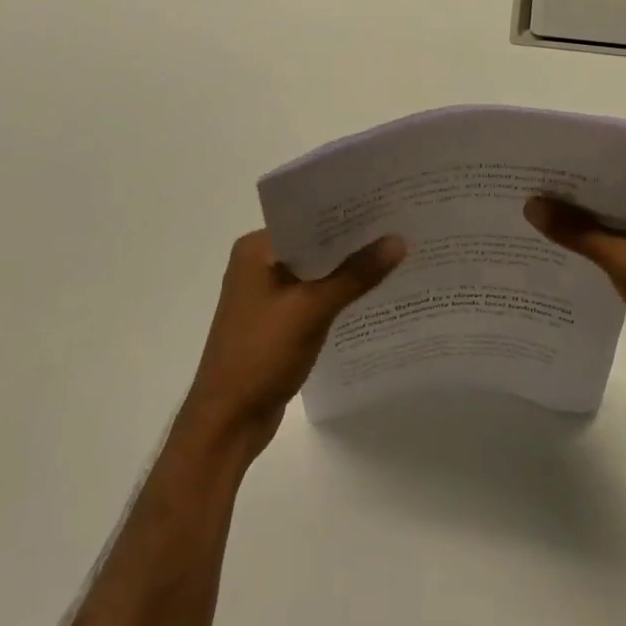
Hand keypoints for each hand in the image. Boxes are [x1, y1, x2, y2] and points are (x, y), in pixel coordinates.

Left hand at [182, 229, 405, 458]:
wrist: (227, 423)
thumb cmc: (261, 354)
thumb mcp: (312, 309)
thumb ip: (355, 274)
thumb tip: (398, 240)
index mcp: (256, 248)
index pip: (307, 217)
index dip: (346, 211)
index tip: (385, 202)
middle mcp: (257, 263)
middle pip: (313, 243)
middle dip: (351, 240)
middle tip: (399, 225)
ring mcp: (265, 294)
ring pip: (314, 271)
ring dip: (346, 268)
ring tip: (394, 253)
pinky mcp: (275, 320)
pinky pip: (312, 295)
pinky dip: (336, 293)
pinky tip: (369, 291)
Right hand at [525, 181, 625, 402]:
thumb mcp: (625, 261)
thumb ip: (578, 232)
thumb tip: (531, 204)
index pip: (615, 172)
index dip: (577, 173)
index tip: (538, 170)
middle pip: (611, 198)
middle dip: (574, 200)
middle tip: (527, 192)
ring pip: (612, 224)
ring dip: (582, 226)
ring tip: (535, 219)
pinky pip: (618, 248)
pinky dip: (594, 249)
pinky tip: (560, 251)